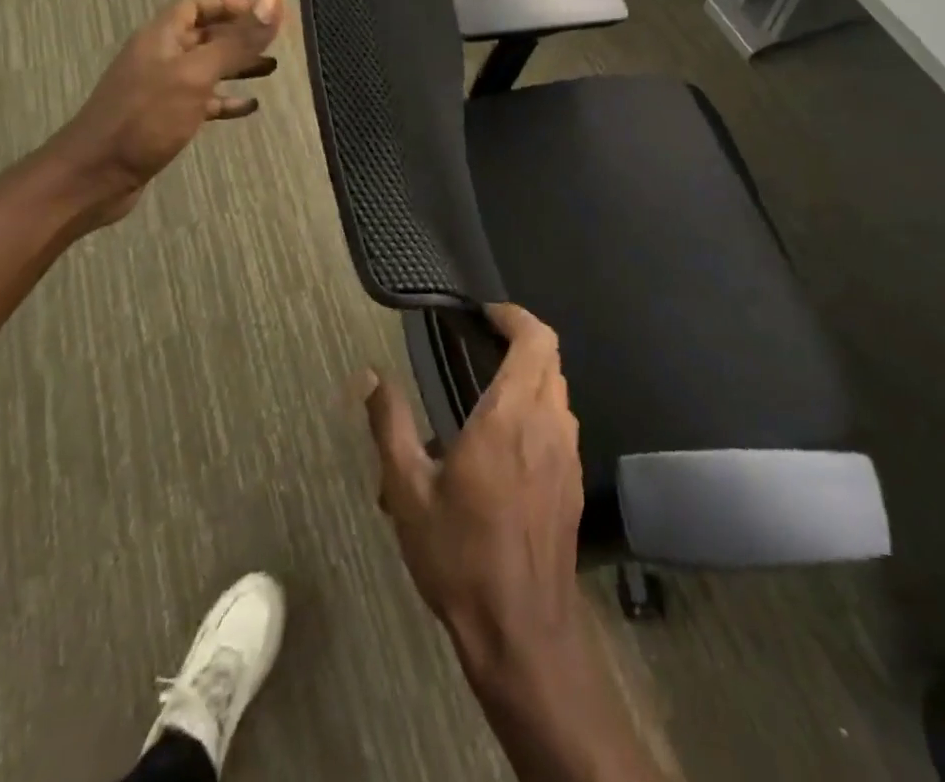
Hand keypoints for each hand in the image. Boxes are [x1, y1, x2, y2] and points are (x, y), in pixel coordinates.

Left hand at [48, 0, 284, 224]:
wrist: (96, 174)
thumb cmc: (146, 118)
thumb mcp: (196, 75)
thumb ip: (236, 41)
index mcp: (161, 37)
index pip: (197, 5)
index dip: (230, 4)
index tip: (265, 13)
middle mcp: (160, 57)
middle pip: (204, 36)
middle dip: (239, 36)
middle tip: (276, 42)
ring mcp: (161, 90)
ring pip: (206, 68)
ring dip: (237, 67)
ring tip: (272, 69)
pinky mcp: (165, 120)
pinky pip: (202, 102)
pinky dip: (227, 101)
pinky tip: (250, 107)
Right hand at [363, 304, 585, 678]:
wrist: (521, 629)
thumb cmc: (460, 554)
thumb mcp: (408, 491)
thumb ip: (390, 425)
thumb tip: (371, 377)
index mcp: (511, 414)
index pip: (536, 339)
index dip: (515, 316)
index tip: (486, 314)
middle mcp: (548, 422)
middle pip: (550, 357)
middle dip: (521, 339)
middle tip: (483, 344)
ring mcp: (568, 452)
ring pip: (559, 389)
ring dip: (532, 374)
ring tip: (490, 389)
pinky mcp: (574, 480)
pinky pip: (561, 422)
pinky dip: (539, 407)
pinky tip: (508, 440)